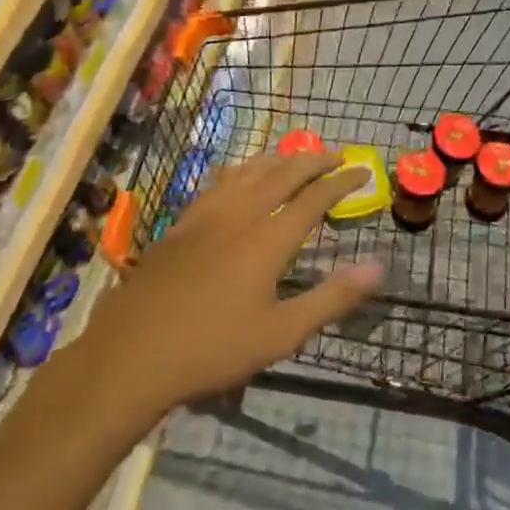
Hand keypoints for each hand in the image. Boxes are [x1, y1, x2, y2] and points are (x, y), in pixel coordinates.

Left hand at [79, 153, 383, 419]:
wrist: (130, 354)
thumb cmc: (212, 349)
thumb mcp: (281, 334)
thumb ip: (332, 298)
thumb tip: (379, 265)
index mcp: (267, 240)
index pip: (314, 198)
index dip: (341, 183)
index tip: (362, 173)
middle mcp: (239, 216)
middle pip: (282, 174)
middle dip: (313, 161)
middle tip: (336, 155)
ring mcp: (206, 217)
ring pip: (248, 172)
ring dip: (277, 159)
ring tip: (295, 155)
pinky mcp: (181, 224)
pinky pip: (218, 182)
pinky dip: (240, 170)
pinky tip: (237, 173)